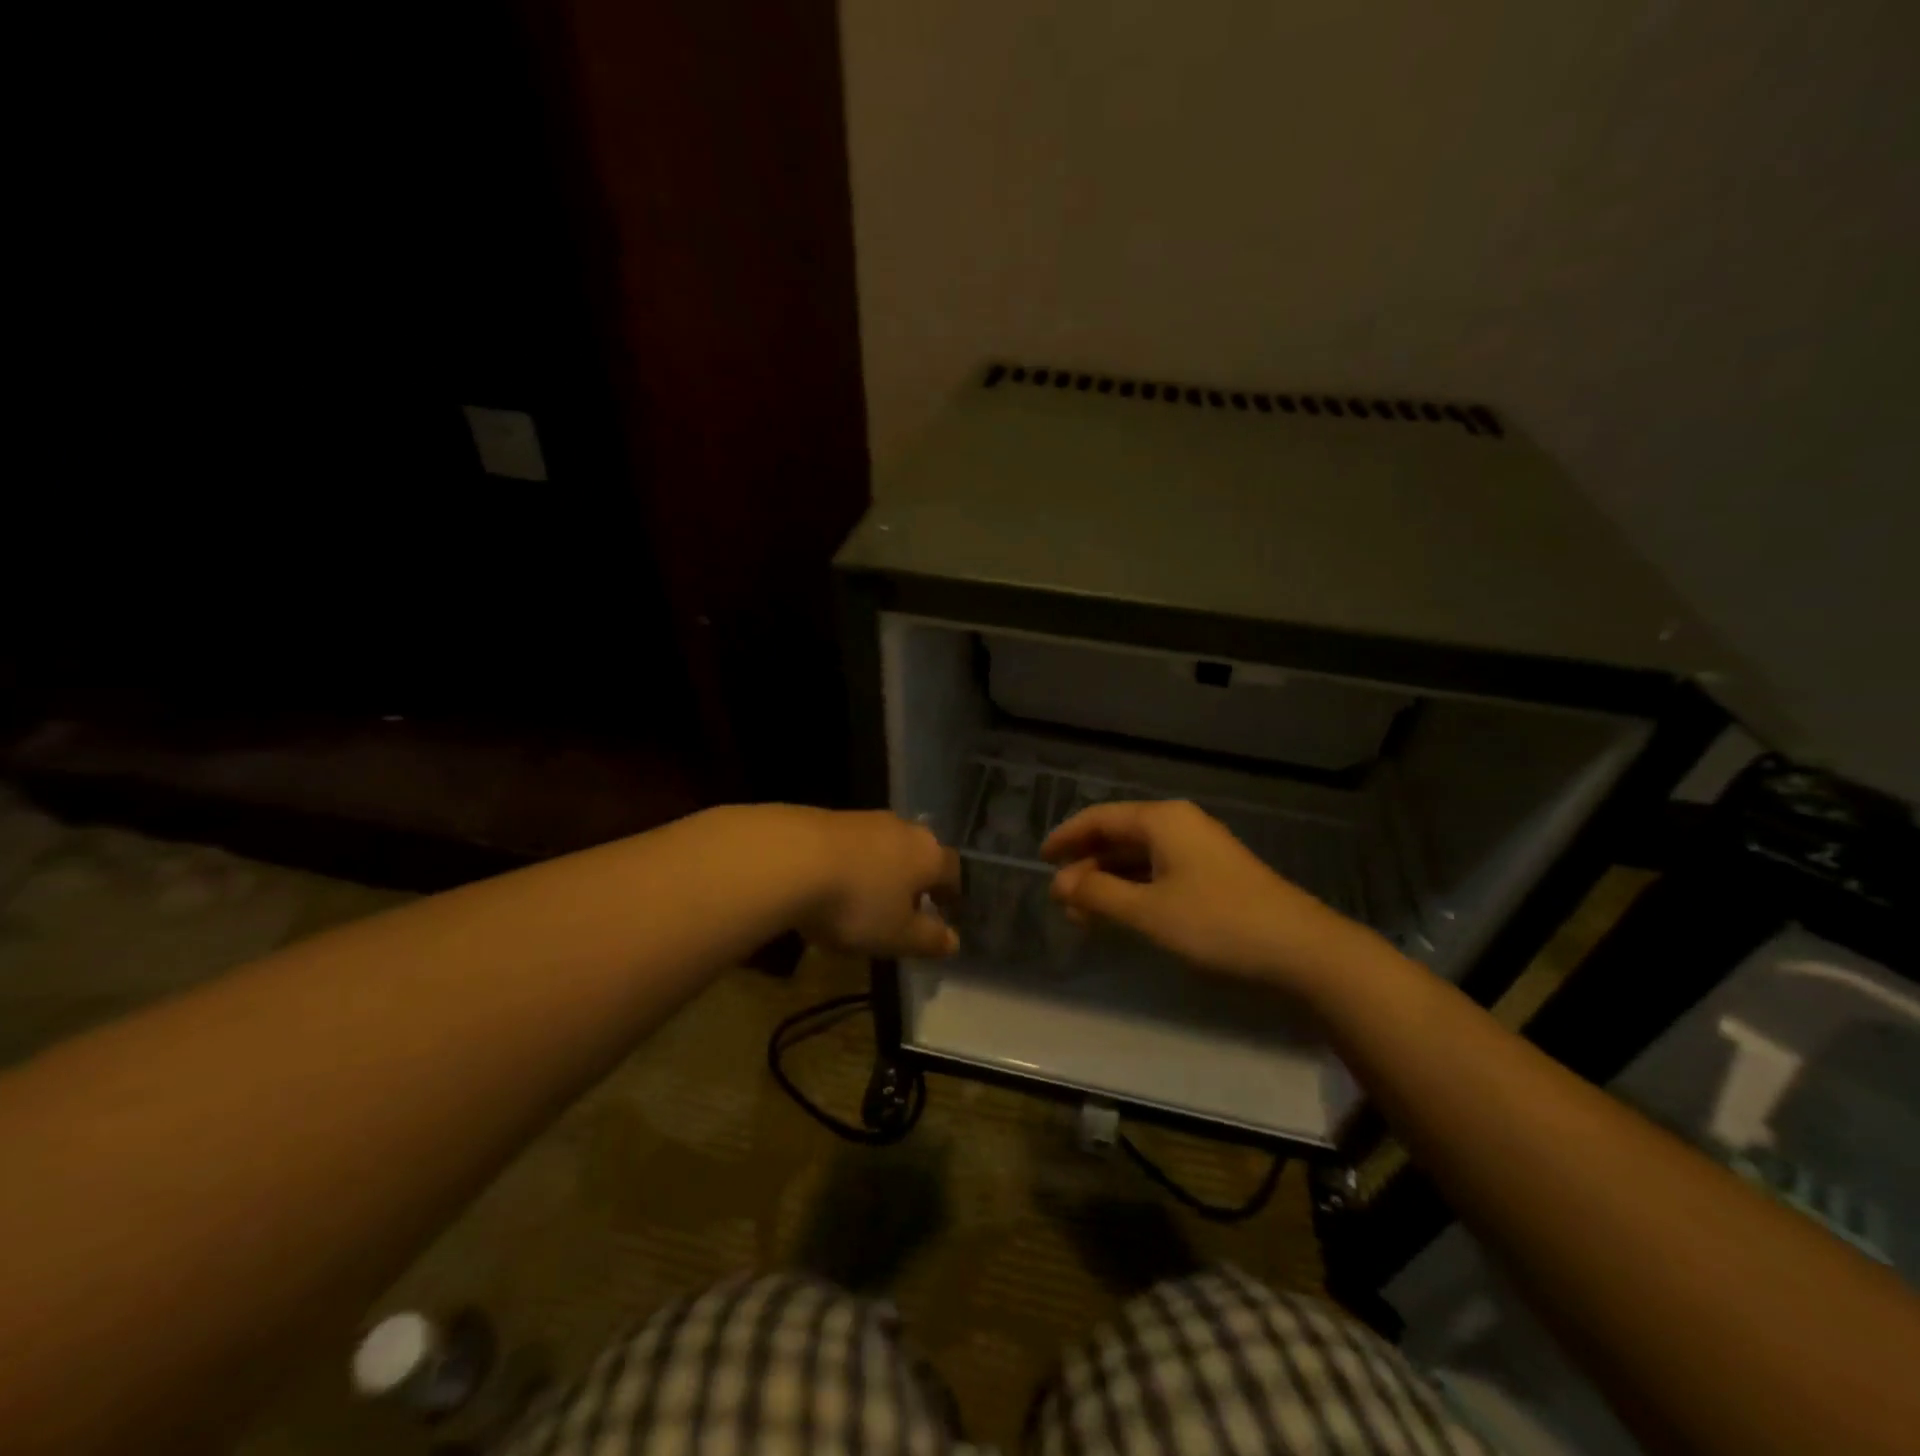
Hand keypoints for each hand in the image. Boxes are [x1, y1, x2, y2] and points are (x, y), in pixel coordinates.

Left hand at [799, 810, 961, 958]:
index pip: (952, 871)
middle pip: (918, 852)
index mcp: (928, 855)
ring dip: (880, 867)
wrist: (789, 858)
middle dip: (915, 877)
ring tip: (866, 895)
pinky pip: (850, 843)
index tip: (947, 909)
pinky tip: (832, 881)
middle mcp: (902, 828)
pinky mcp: (826, 816)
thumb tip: (954, 941)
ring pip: (883, 845)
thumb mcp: (896, 936)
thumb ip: (928, 939)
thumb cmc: (856, 903)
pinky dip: (849, 861)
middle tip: (907, 903)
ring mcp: (863, 819)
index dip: (951, 892)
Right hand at [1042, 799, 1368, 992]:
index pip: (1100, 818)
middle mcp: (1179, 825)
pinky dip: (1135, 888)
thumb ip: (1098, 893)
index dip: (1067, 837)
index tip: (1041, 858)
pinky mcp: (1214, 874)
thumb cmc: (1216, 923)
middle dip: (1087, 864)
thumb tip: (1060, 883)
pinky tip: (1123, 913)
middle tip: (1062, 897)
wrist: (1301, 949)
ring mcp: (1200, 849)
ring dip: (1110, 880)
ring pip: (1140, 856)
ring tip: (1085, 912)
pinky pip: (1160, 871)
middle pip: (1119, 835)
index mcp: (1161, 820)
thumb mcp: (1147, 911)